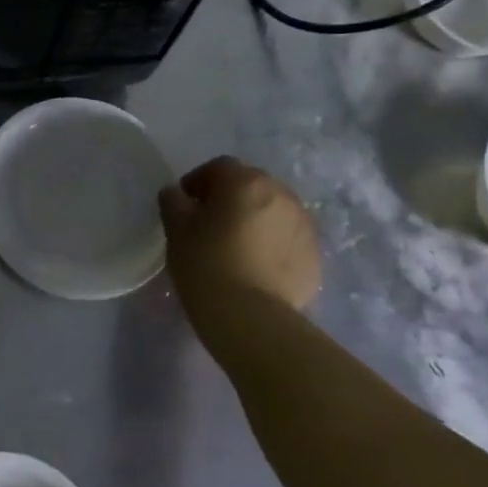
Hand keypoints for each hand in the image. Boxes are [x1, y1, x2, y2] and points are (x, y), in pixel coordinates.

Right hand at [160, 158, 321, 325]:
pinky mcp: (314, 255)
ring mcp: (303, 225)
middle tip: (210, 224)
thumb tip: (176, 193)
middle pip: (251, 185)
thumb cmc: (206, 264)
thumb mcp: (176, 229)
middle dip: (230, 198)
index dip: (198, 181)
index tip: (186, 204)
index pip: (219, 167)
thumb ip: (173, 201)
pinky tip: (256, 266)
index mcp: (246, 182)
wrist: (251, 318)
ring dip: (255, 219)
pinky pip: (287, 238)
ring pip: (273, 211)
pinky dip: (272, 243)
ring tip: (236, 246)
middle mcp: (281, 195)